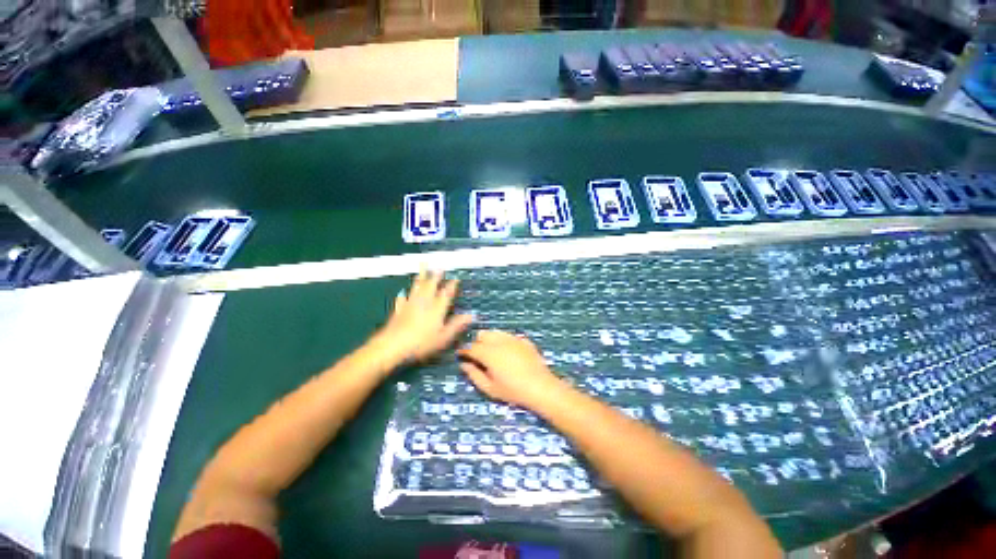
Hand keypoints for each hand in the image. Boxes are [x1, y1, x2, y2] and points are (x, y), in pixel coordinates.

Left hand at [373, 270, 472, 365]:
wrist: (392, 346)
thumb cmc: (421, 343)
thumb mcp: (444, 337)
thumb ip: (456, 325)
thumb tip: (471, 315)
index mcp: (437, 309)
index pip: (446, 294)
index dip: (451, 286)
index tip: (455, 278)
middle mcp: (424, 303)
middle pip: (430, 286)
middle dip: (435, 276)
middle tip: (438, 266)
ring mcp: (410, 305)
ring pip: (417, 288)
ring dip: (420, 278)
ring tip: (422, 268)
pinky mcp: (399, 311)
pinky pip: (402, 299)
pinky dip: (403, 295)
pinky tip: (402, 292)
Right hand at [457, 330, 565, 408]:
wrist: (541, 387)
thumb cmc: (513, 391)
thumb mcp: (489, 388)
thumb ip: (474, 374)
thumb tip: (464, 364)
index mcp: (488, 353)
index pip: (470, 347)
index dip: (464, 351)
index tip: (461, 356)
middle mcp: (499, 341)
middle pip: (482, 334)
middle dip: (477, 343)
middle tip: (478, 356)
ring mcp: (513, 338)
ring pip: (495, 332)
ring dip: (490, 339)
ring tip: (493, 353)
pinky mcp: (523, 340)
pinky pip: (509, 336)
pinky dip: (504, 341)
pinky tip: (509, 353)